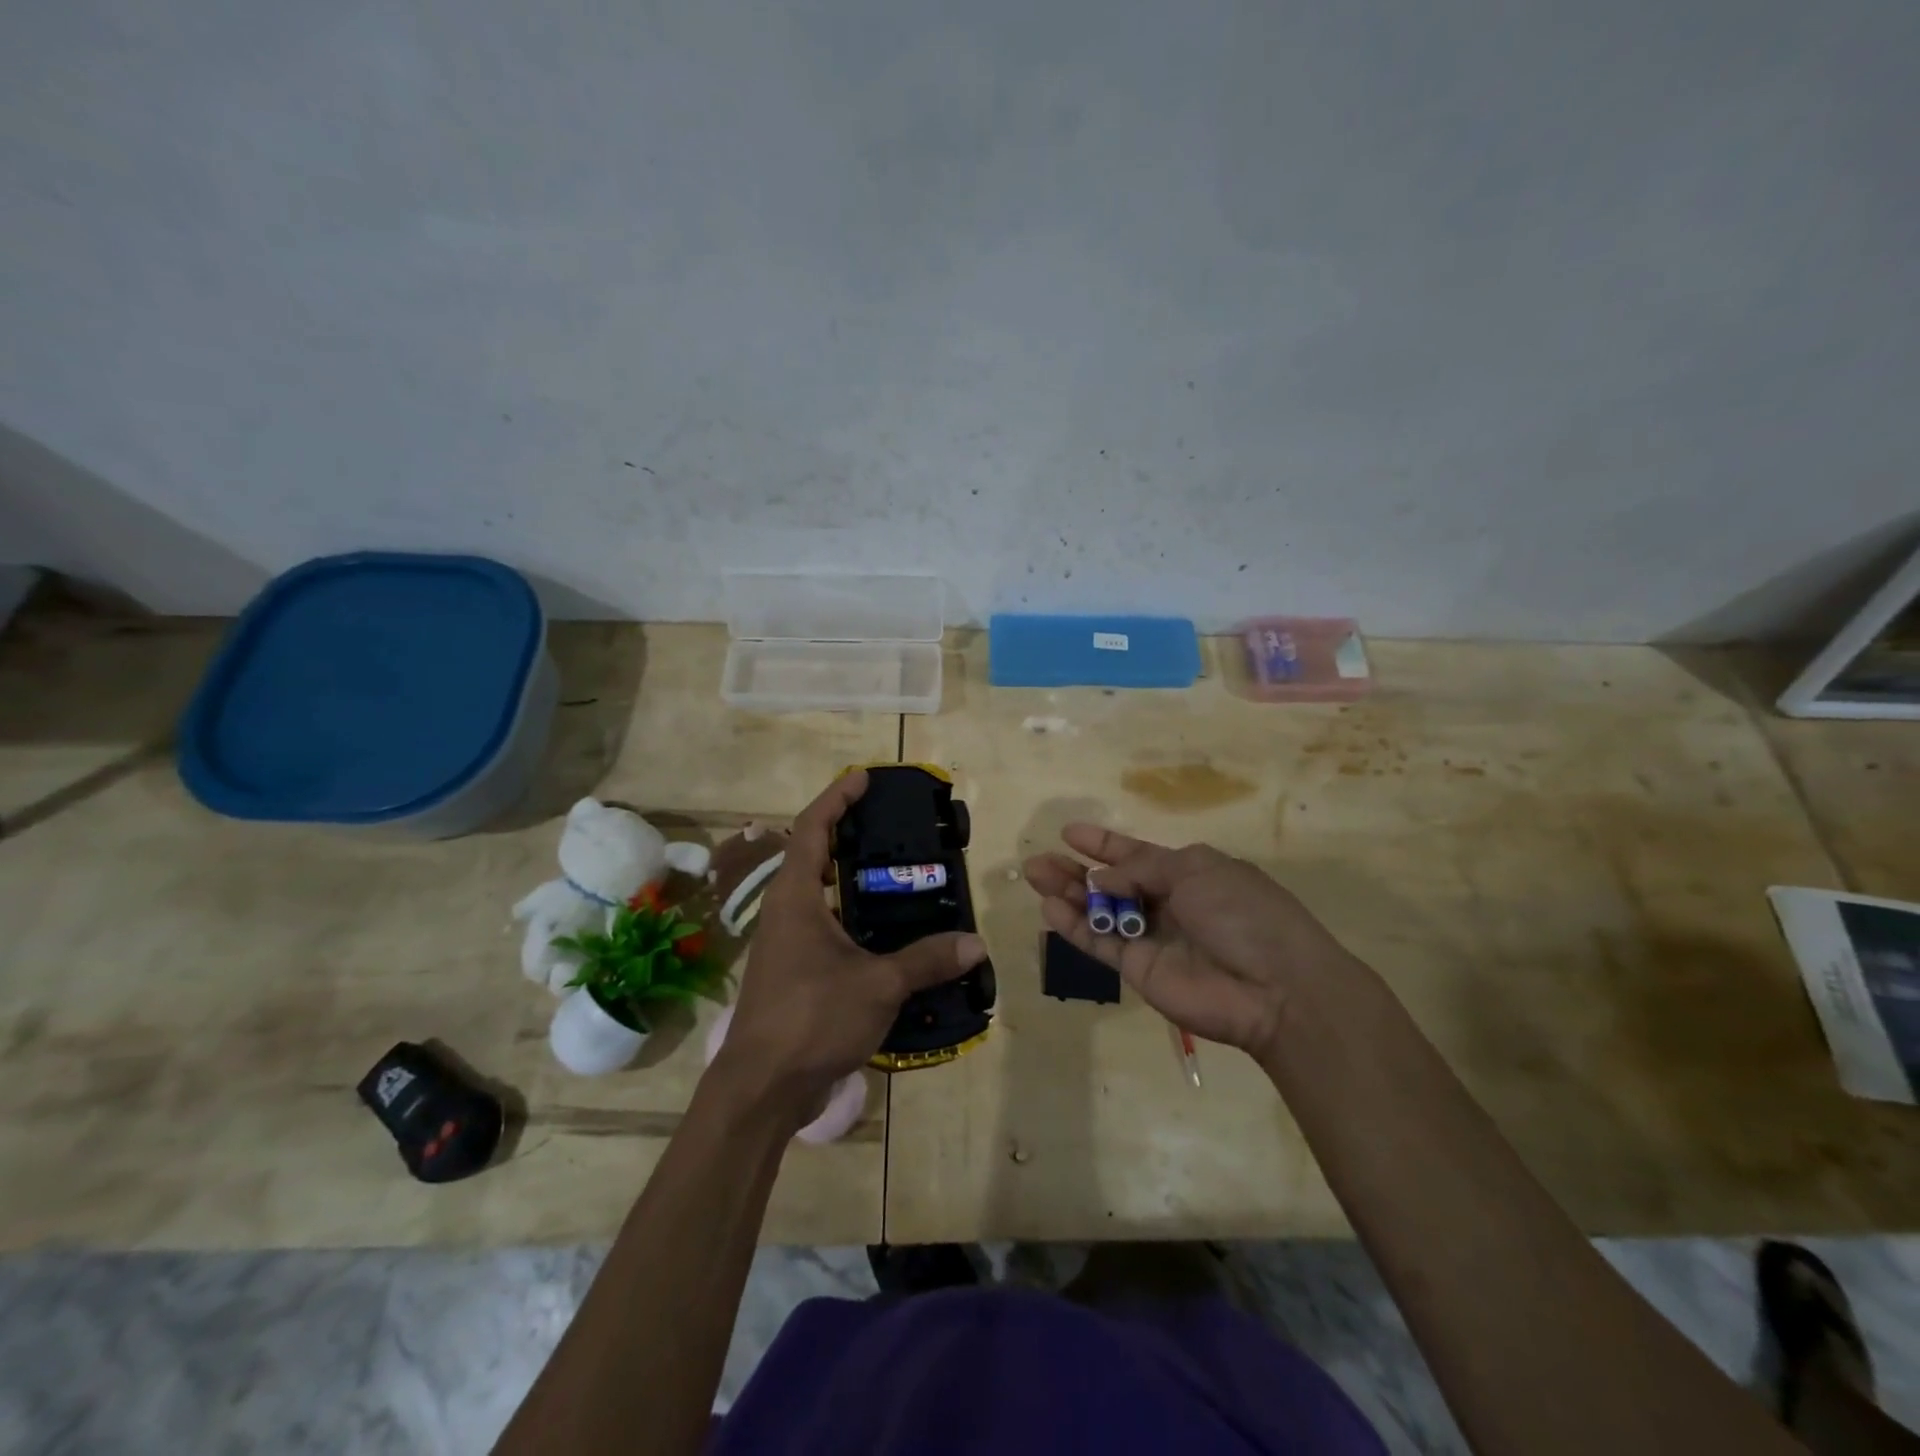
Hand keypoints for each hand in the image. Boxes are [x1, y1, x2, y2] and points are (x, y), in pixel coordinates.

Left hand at [714, 769, 986, 1123]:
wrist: (762, 1088)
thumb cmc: (811, 1019)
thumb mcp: (877, 985)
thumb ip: (925, 960)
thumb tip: (974, 943)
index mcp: (795, 898)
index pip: (812, 829)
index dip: (836, 798)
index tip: (863, 778)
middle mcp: (785, 912)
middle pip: (813, 855)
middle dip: (846, 833)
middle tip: (890, 825)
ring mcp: (786, 943)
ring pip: (819, 894)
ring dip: (850, 877)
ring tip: (896, 872)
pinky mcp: (793, 971)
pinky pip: (825, 926)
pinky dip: (853, 915)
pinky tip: (886, 932)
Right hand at [1024, 826, 1356, 1059]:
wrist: (1274, 988)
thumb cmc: (1243, 913)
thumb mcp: (1196, 870)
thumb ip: (1143, 868)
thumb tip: (1102, 878)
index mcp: (1187, 873)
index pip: (1136, 854)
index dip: (1103, 844)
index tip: (1069, 832)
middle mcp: (1166, 903)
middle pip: (1110, 882)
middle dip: (1075, 870)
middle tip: (1038, 860)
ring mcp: (1150, 937)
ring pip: (1098, 911)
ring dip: (1066, 893)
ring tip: (1034, 875)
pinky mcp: (1138, 969)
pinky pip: (1099, 943)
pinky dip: (1074, 926)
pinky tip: (1048, 909)